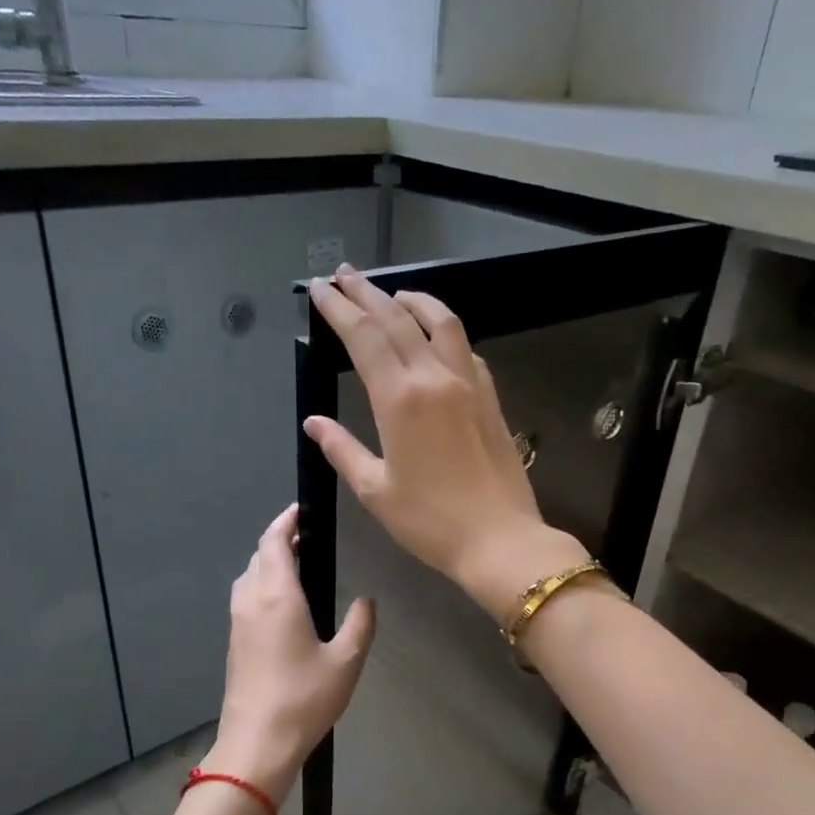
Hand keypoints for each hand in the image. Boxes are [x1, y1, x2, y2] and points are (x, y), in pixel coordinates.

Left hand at [209, 504, 375, 803]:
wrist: (257, 743)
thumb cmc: (304, 698)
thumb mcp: (346, 661)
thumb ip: (360, 624)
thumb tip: (366, 600)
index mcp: (277, 595)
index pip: (273, 542)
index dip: (286, 521)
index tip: (302, 510)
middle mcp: (251, 600)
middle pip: (259, 555)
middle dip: (279, 540)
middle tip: (308, 538)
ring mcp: (237, 622)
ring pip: (249, 576)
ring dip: (268, 562)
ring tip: (297, 565)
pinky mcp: (234, 642)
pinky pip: (246, 597)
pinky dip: (262, 584)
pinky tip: (284, 603)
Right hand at [304, 265, 586, 616]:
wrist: (500, 539)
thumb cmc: (430, 522)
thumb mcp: (375, 491)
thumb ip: (342, 450)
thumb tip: (314, 423)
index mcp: (399, 400)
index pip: (364, 337)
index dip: (339, 309)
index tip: (320, 289)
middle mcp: (434, 378)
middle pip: (397, 319)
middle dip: (366, 293)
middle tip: (344, 275)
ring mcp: (468, 384)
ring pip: (441, 322)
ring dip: (413, 300)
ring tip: (393, 294)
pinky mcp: (490, 397)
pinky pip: (465, 349)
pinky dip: (445, 332)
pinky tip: (437, 337)